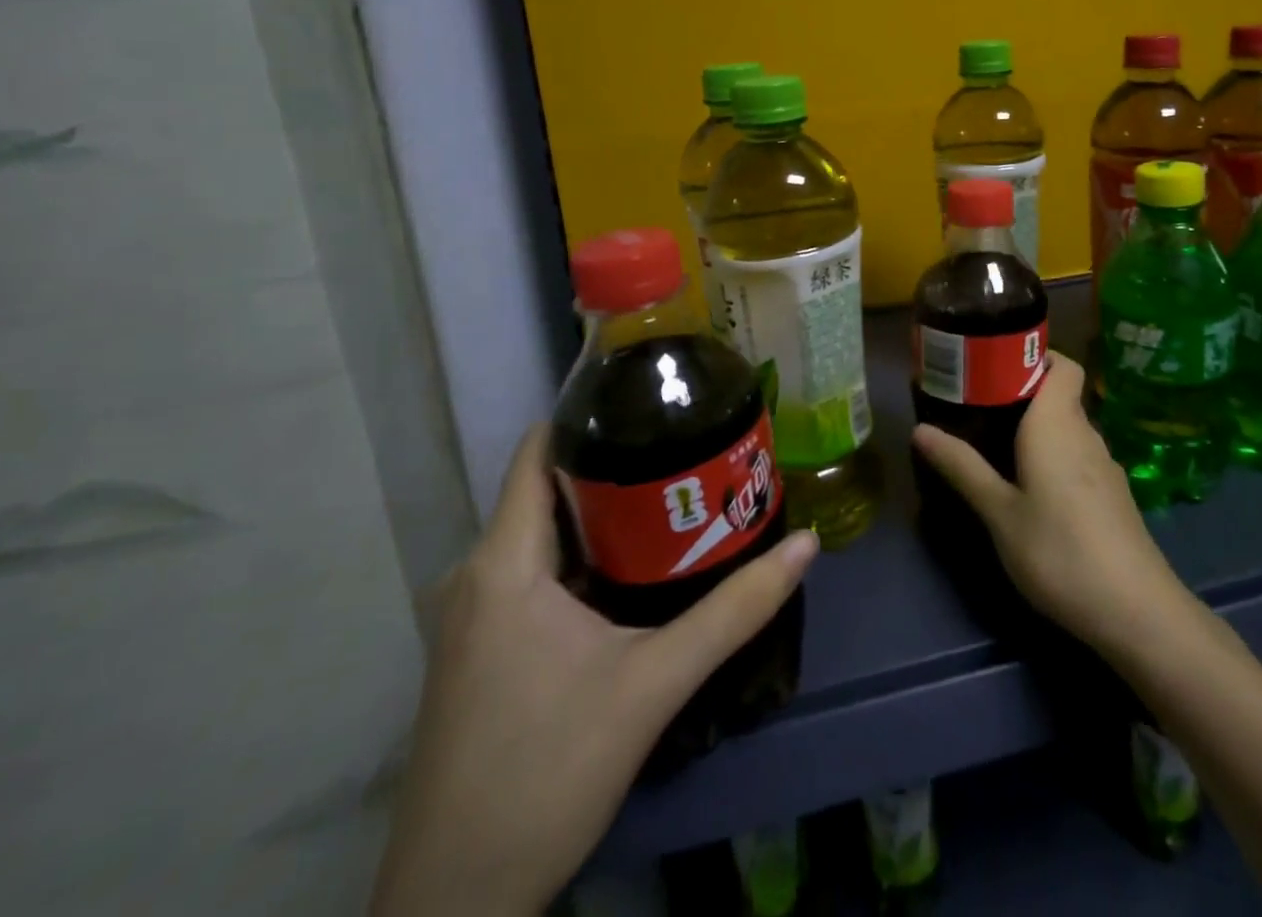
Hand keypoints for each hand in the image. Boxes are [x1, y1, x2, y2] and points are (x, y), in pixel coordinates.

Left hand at [371, 426, 817, 916]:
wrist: (455, 905)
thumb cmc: (546, 774)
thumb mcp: (654, 685)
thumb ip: (734, 610)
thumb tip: (806, 545)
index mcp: (503, 564)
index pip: (538, 451)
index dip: (592, 414)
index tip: (656, 395)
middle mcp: (476, 575)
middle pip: (551, 488)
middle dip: (620, 462)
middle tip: (692, 444)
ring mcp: (472, 617)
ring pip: (545, 534)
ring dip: (607, 513)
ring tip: (679, 493)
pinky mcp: (480, 650)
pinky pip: (535, 573)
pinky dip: (587, 555)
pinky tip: (639, 565)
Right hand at [911, 351, 1193, 659]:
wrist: (1135, 610)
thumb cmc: (1058, 550)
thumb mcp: (999, 512)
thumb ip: (962, 467)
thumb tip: (919, 429)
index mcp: (1058, 423)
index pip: (1062, 364)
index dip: (1035, 355)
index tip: (995, 364)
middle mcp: (1085, 433)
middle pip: (1060, 394)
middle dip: (1022, 393)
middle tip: (977, 406)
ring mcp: (1104, 466)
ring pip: (1068, 428)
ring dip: (1036, 427)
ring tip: (995, 444)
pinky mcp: (1112, 495)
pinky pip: (1078, 456)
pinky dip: (1054, 455)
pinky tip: (1031, 486)